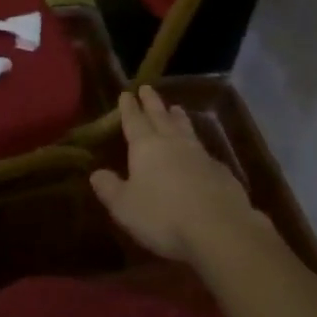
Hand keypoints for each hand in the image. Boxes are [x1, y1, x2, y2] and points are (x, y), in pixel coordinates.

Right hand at [90, 86, 270, 267]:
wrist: (219, 229)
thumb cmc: (163, 216)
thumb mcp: (125, 206)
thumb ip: (109, 188)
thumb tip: (96, 173)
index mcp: (146, 147)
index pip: (134, 120)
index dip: (129, 108)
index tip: (126, 93)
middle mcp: (173, 143)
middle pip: (161, 117)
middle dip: (152, 102)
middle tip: (147, 87)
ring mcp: (200, 155)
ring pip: (185, 129)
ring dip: (178, 117)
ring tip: (175, 108)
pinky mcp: (221, 171)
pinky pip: (204, 150)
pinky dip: (197, 144)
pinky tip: (199, 151)